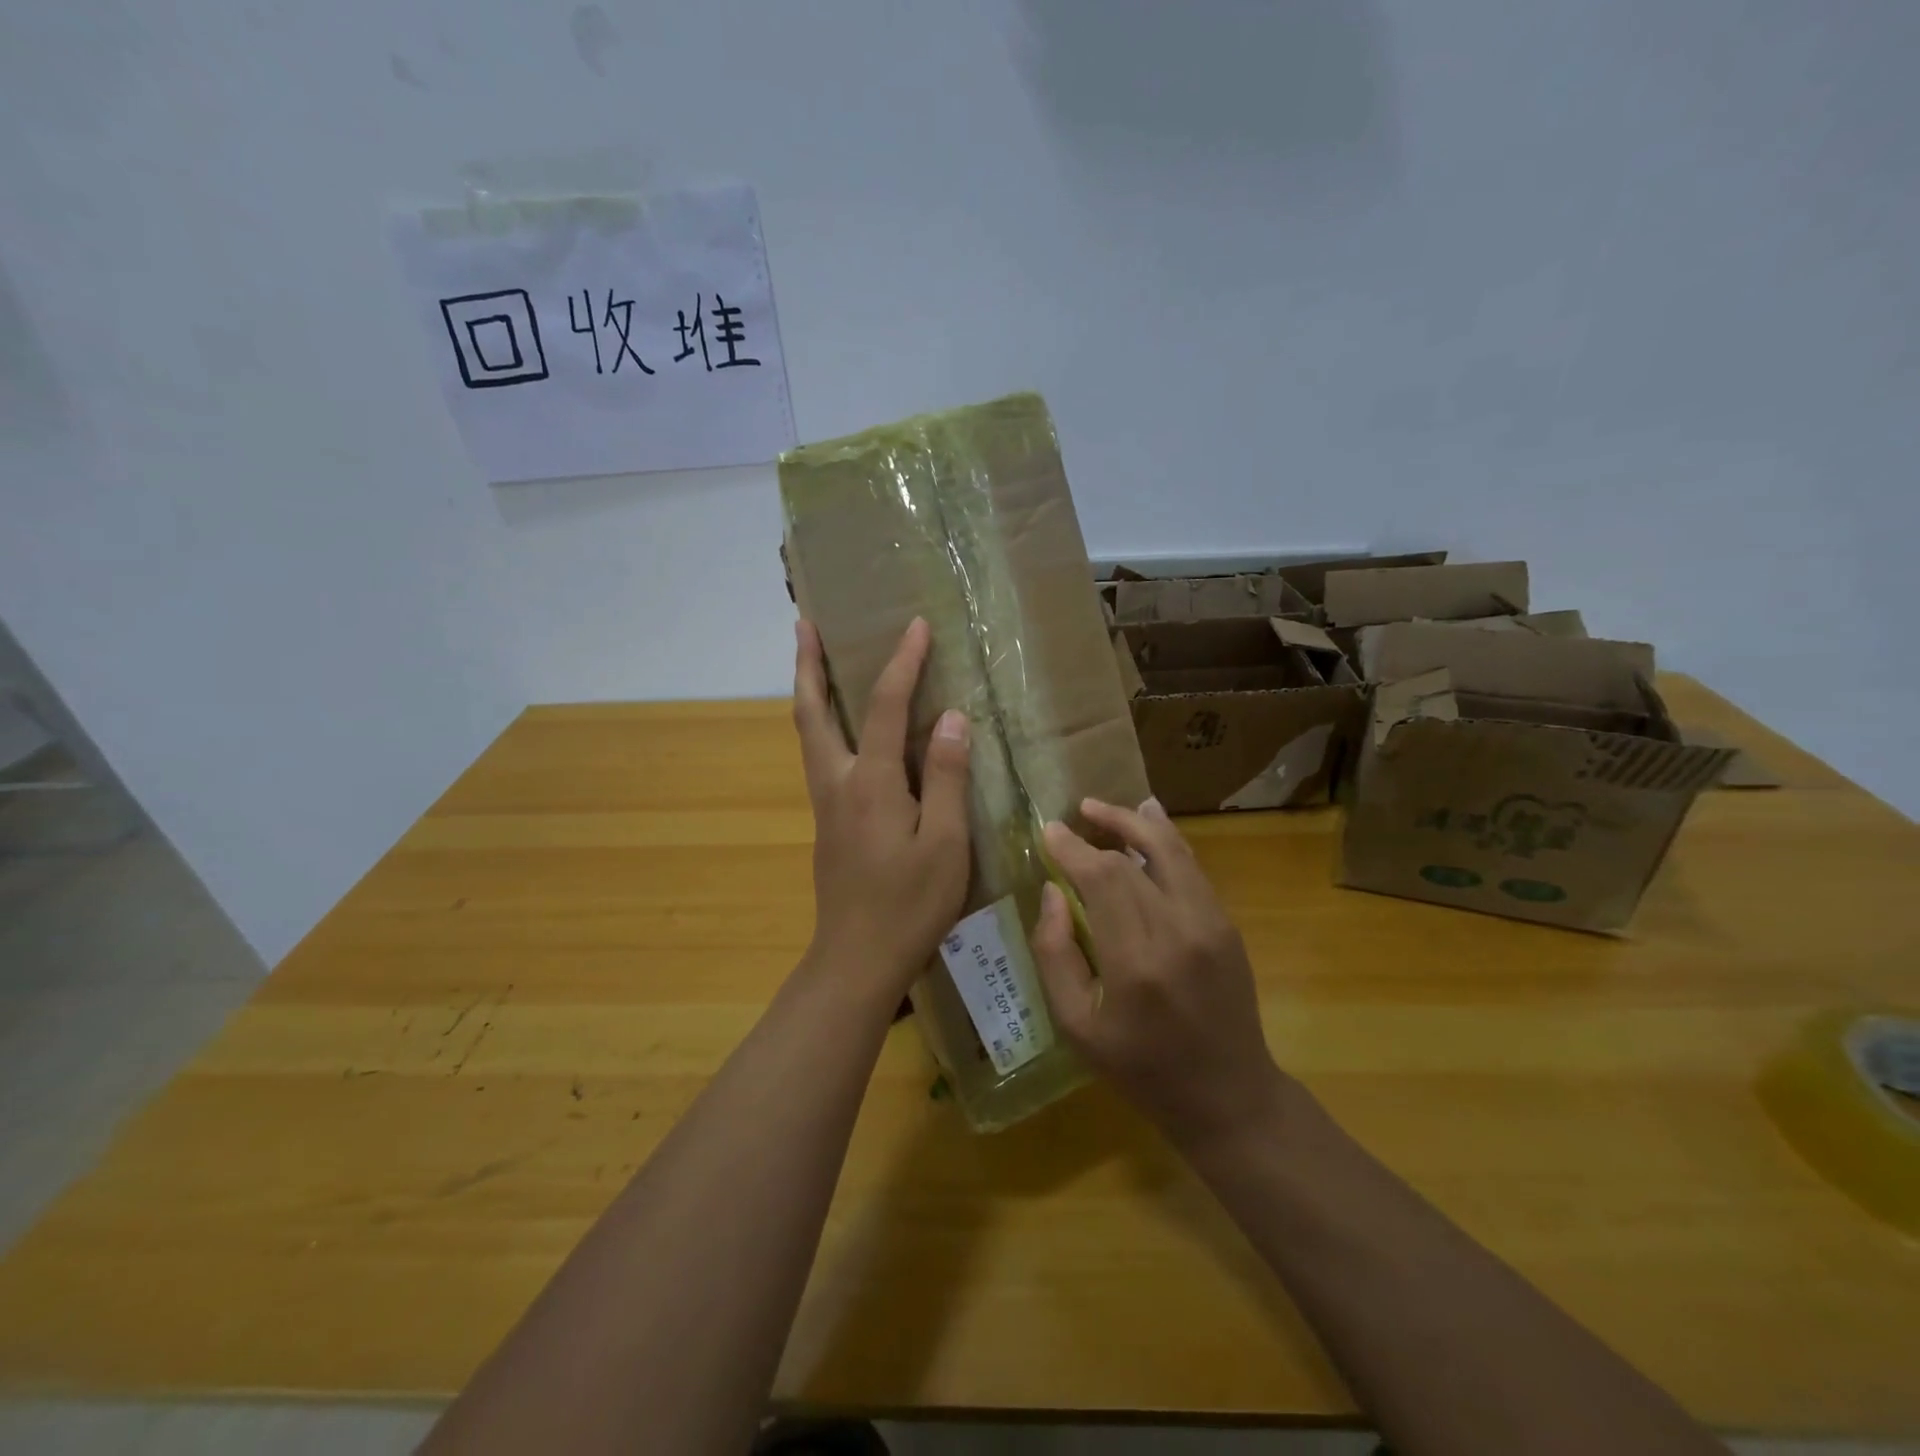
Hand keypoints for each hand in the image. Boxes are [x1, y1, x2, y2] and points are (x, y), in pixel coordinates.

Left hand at [791, 617, 971, 996]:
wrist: (857, 959)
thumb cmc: (910, 904)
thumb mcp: (947, 843)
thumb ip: (949, 778)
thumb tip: (953, 718)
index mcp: (871, 783)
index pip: (886, 706)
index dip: (903, 663)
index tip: (916, 625)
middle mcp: (837, 782)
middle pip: (811, 710)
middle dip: (808, 663)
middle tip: (804, 623)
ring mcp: (826, 803)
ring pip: (808, 733)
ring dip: (807, 689)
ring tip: (812, 659)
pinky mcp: (828, 822)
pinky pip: (820, 755)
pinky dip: (821, 723)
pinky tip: (839, 726)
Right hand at [1031, 799, 1282, 1148]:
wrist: (1228, 1096)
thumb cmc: (1141, 1068)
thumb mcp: (1076, 1027)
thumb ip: (1054, 954)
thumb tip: (1052, 892)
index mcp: (1136, 962)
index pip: (1101, 879)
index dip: (1072, 849)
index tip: (1049, 832)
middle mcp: (1179, 931)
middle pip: (1133, 858)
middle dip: (1099, 829)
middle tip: (1071, 818)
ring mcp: (1211, 924)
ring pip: (1171, 850)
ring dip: (1135, 821)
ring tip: (1101, 808)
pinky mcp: (1227, 924)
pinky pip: (1191, 867)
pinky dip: (1166, 839)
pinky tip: (1148, 819)